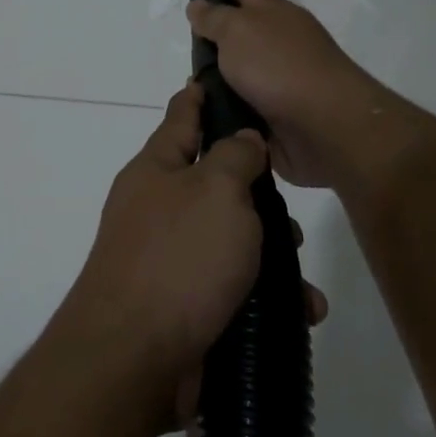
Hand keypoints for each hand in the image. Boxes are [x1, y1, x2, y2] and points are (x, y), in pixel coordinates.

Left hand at [59, 82, 326, 423]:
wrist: (134, 359)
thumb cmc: (178, 258)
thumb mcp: (215, 191)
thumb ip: (234, 157)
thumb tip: (242, 139)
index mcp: (156, 171)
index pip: (182, 117)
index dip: (200, 97)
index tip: (214, 78)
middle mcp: (158, 210)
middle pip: (214, 184)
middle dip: (255, 194)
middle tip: (288, 206)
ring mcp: (168, 261)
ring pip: (230, 241)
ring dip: (270, 255)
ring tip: (301, 275)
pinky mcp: (185, 307)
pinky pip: (233, 290)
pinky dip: (266, 299)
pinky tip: (299, 312)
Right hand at [186, 0, 416, 187]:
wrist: (326, 124)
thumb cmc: (279, 66)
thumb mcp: (238, 31)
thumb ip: (215, 18)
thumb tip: (199, 5)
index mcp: (275, 13)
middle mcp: (281, 42)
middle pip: (246, 30)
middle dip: (221, 30)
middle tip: (192, 31)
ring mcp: (282, 80)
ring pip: (242, 72)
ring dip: (220, 76)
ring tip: (191, 81)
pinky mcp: (279, 115)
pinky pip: (244, 106)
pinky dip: (227, 107)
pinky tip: (206, 113)